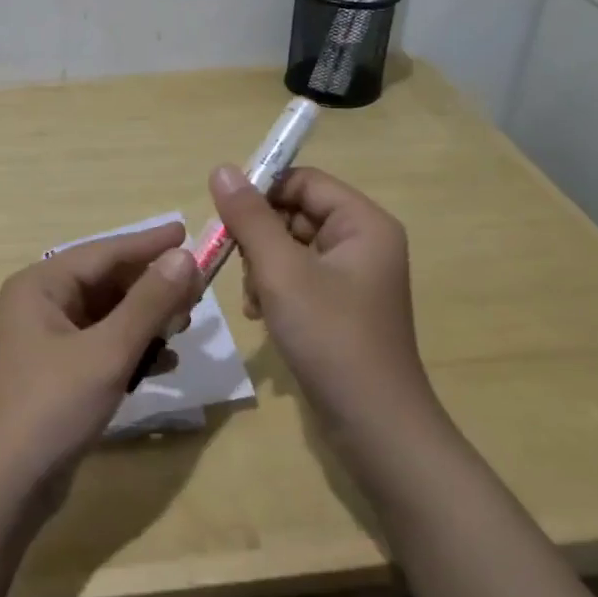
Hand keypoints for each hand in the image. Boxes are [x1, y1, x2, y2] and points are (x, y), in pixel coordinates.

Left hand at [0, 220, 199, 495]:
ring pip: (107, 316)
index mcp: (40, 286)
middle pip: (106, 282)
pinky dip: (131, 350)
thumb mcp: (107, 352)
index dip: (148, 244)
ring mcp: (46, 341)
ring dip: (145, 319)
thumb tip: (184, 256)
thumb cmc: (51, 407)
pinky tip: (165, 363)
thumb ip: (148, 302)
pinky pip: (101, 346)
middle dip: (151, 286)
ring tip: (185, 325)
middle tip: (197, 288)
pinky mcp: (56, 374)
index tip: (186, 232)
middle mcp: (40, 305)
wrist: (2, 490)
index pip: (104, 252)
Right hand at [209, 164, 436, 445]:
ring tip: (253, 299)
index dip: (262, 190)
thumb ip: (250, 217)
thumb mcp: (282, 272)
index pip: (303, 181)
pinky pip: (298, 277)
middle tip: (234, 263)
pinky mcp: (340, 306)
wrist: (375, 428)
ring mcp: (352, 277)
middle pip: (295, 212)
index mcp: (363, 223)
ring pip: (290, 246)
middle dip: (259, 237)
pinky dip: (274, 289)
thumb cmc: (331, 338)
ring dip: (261, 266)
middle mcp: (363, 242)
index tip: (224, 215)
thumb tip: (222, 168)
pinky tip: (260, 314)